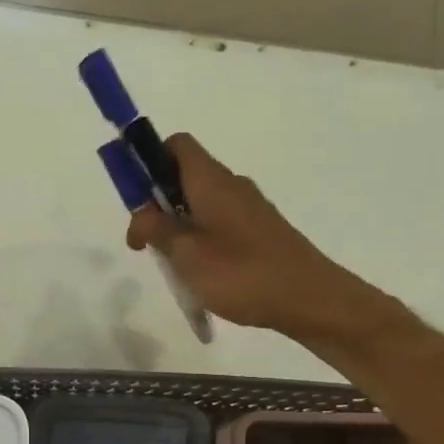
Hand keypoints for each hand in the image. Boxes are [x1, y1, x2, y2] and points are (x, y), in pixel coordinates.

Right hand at [125, 134, 362, 340]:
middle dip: (157, 202)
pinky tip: (200, 272)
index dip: (149, 160)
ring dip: (177, 225)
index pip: (176, 145)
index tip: (134, 197)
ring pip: (200, 203)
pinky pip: (218, 222)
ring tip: (172, 264)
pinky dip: (200, 238)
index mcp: (211, 180)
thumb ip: (156, 230)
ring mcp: (249, 208)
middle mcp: (231, 185)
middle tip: (145, 243)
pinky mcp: (260, 231)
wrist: (309, 298)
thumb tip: (140, 215)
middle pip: (184, 175)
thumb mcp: (186, 254)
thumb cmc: (242, 273)